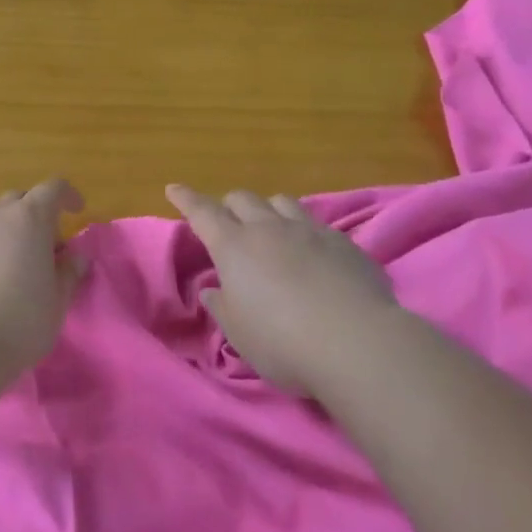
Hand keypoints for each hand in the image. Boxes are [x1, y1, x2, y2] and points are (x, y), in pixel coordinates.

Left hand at [0, 179, 85, 376]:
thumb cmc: (20, 323)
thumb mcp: (58, 303)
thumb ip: (69, 274)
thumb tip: (76, 257)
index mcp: (31, 219)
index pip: (53, 190)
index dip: (67, 196)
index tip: (75, 211)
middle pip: (19, 197)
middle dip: (34, 214)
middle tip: (41, 246)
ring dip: (0, 217)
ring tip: (3, 245)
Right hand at [166, 184, 398, 394]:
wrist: (357, 343)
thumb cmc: (283, 343)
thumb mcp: (239, 334)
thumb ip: (222, 306)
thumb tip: (213, 290)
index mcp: (234, 247)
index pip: (202, 213)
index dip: (186, 199)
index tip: (174, 188)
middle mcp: (268, 229)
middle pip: (242, 199)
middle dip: (229, 205)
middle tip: (227, 223)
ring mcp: (309, 230)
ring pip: (281, 201)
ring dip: (268, 210)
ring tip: (270, 228)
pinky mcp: (343, 242)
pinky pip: (316, 222)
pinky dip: (303, 230)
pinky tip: (311, 251)